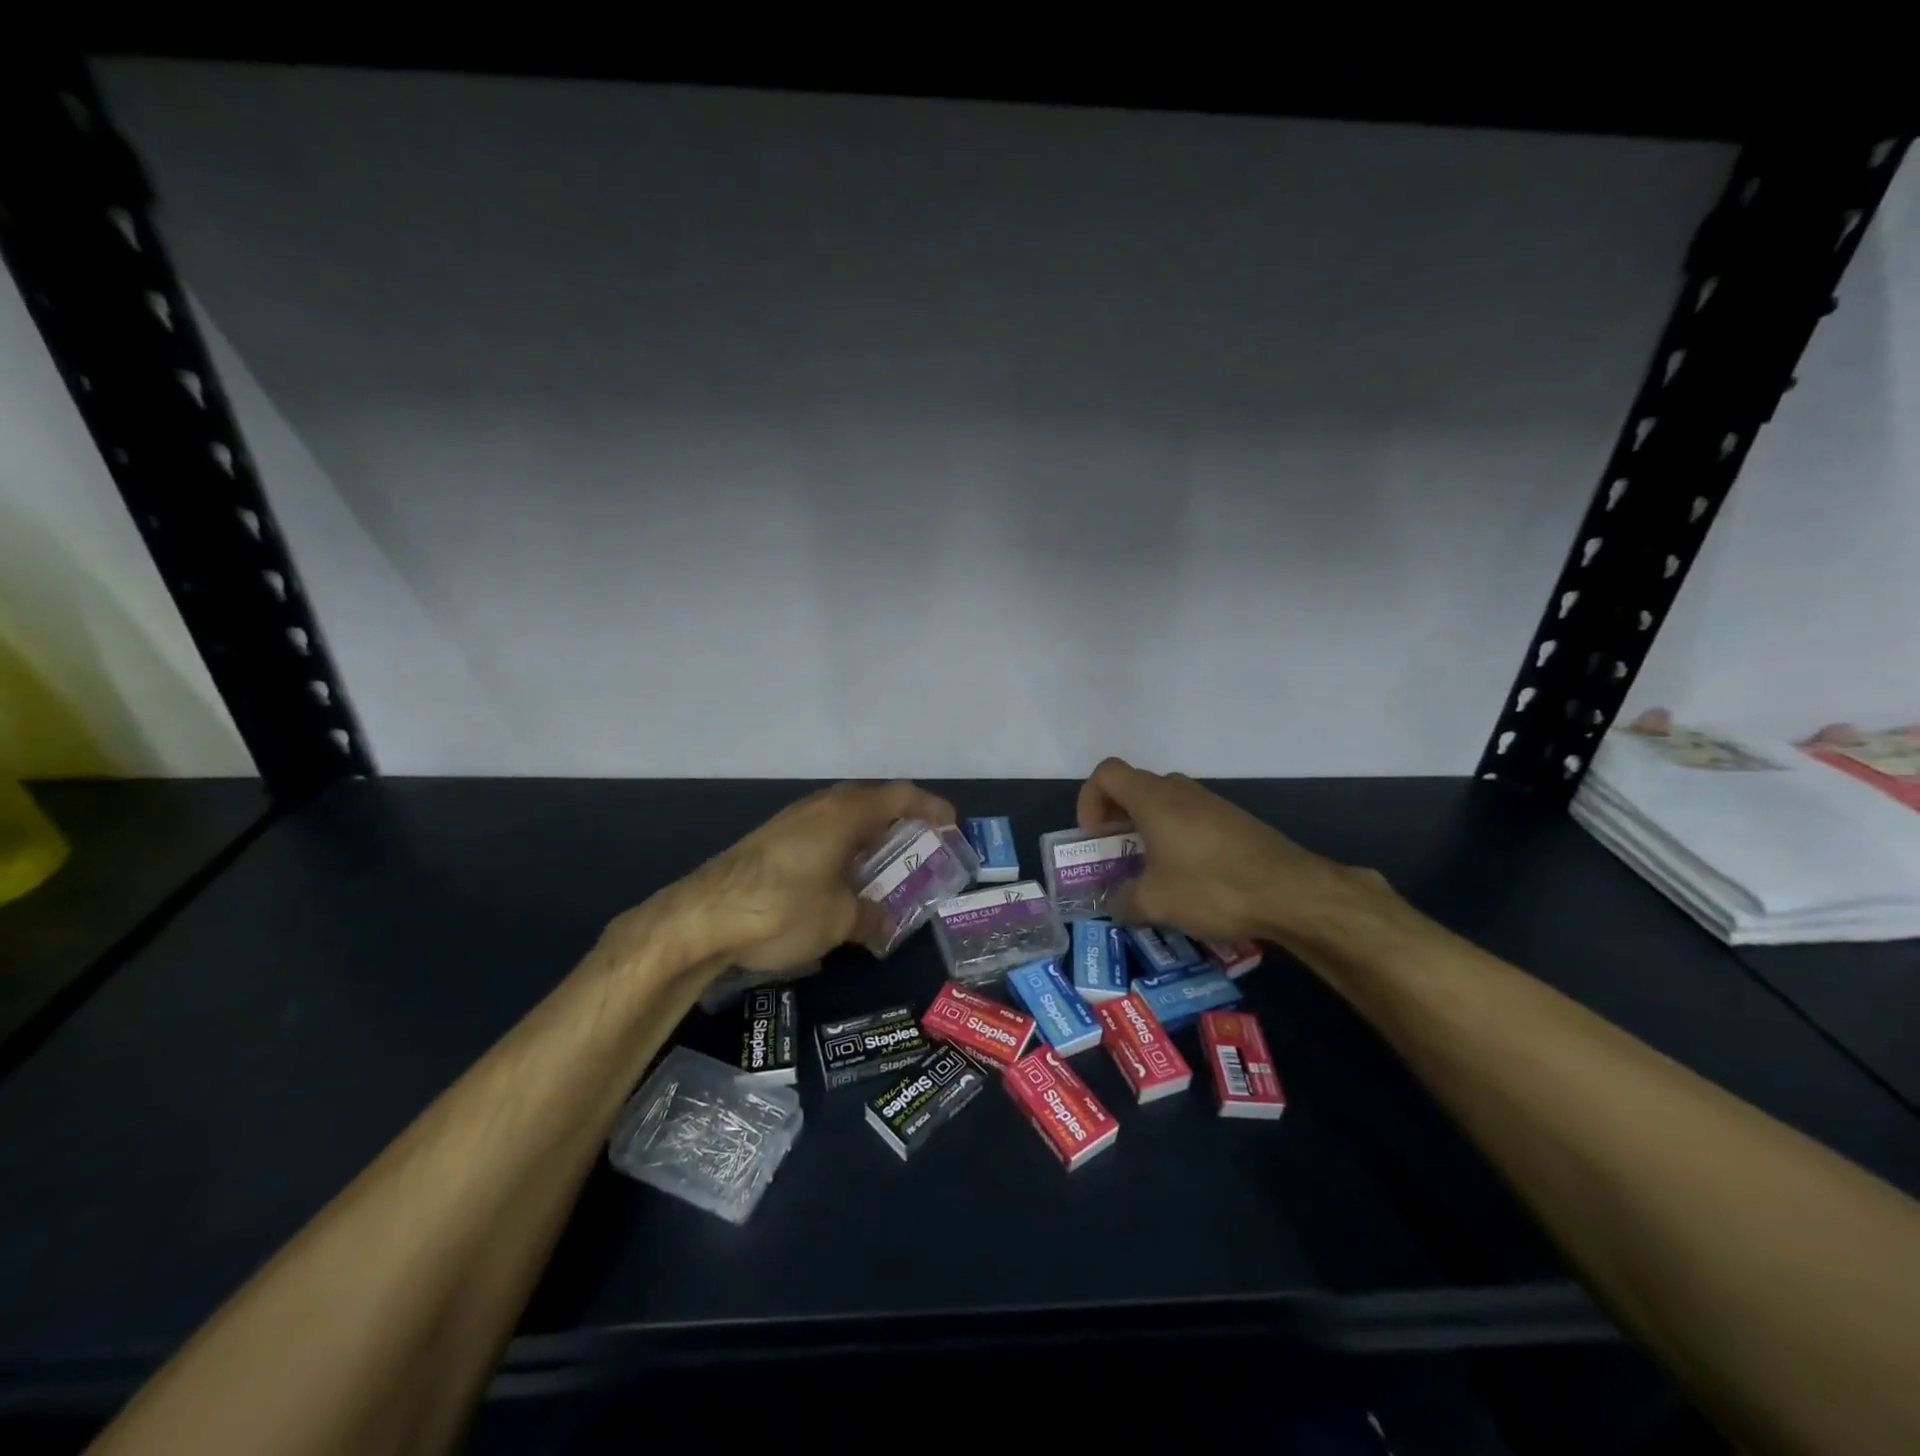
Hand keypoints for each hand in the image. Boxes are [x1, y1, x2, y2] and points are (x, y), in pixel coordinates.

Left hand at [671, 780, 956, 971]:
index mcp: (846, 813)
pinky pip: (823, 835)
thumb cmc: (782, 908)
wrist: (700, 918)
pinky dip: (844, 850)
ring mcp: (792, 821)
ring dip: (870, 839)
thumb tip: (885, 925)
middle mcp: (821, 807)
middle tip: (921, 852)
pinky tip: (841, 883)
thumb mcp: (838, 921)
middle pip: (873, 803)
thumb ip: (871, 919)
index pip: (902, 796)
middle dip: (901, 825)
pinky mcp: (771, 841)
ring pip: (845, 819)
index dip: (932, 808)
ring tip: (884, 871)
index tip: (951, 828)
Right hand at [1074, 757, 1369, 943]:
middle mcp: (1180, 790)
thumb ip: (1123, 901)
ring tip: (1151, 871)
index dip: (1090, 799)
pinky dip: (1177, 838)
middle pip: (1135, 786)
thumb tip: (1115, 903)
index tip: (1095, 836)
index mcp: (1153, 799)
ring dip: (1148, 829)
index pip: (1107, 773)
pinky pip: (1191, 818)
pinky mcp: (1234, 821)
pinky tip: (1189, 878)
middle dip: (1117, 817)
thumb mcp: (1155, 903)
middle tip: (1117, 854)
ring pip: (1166, 803)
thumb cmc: (1212, 886)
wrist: (1292, 891)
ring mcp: (1211, 803)